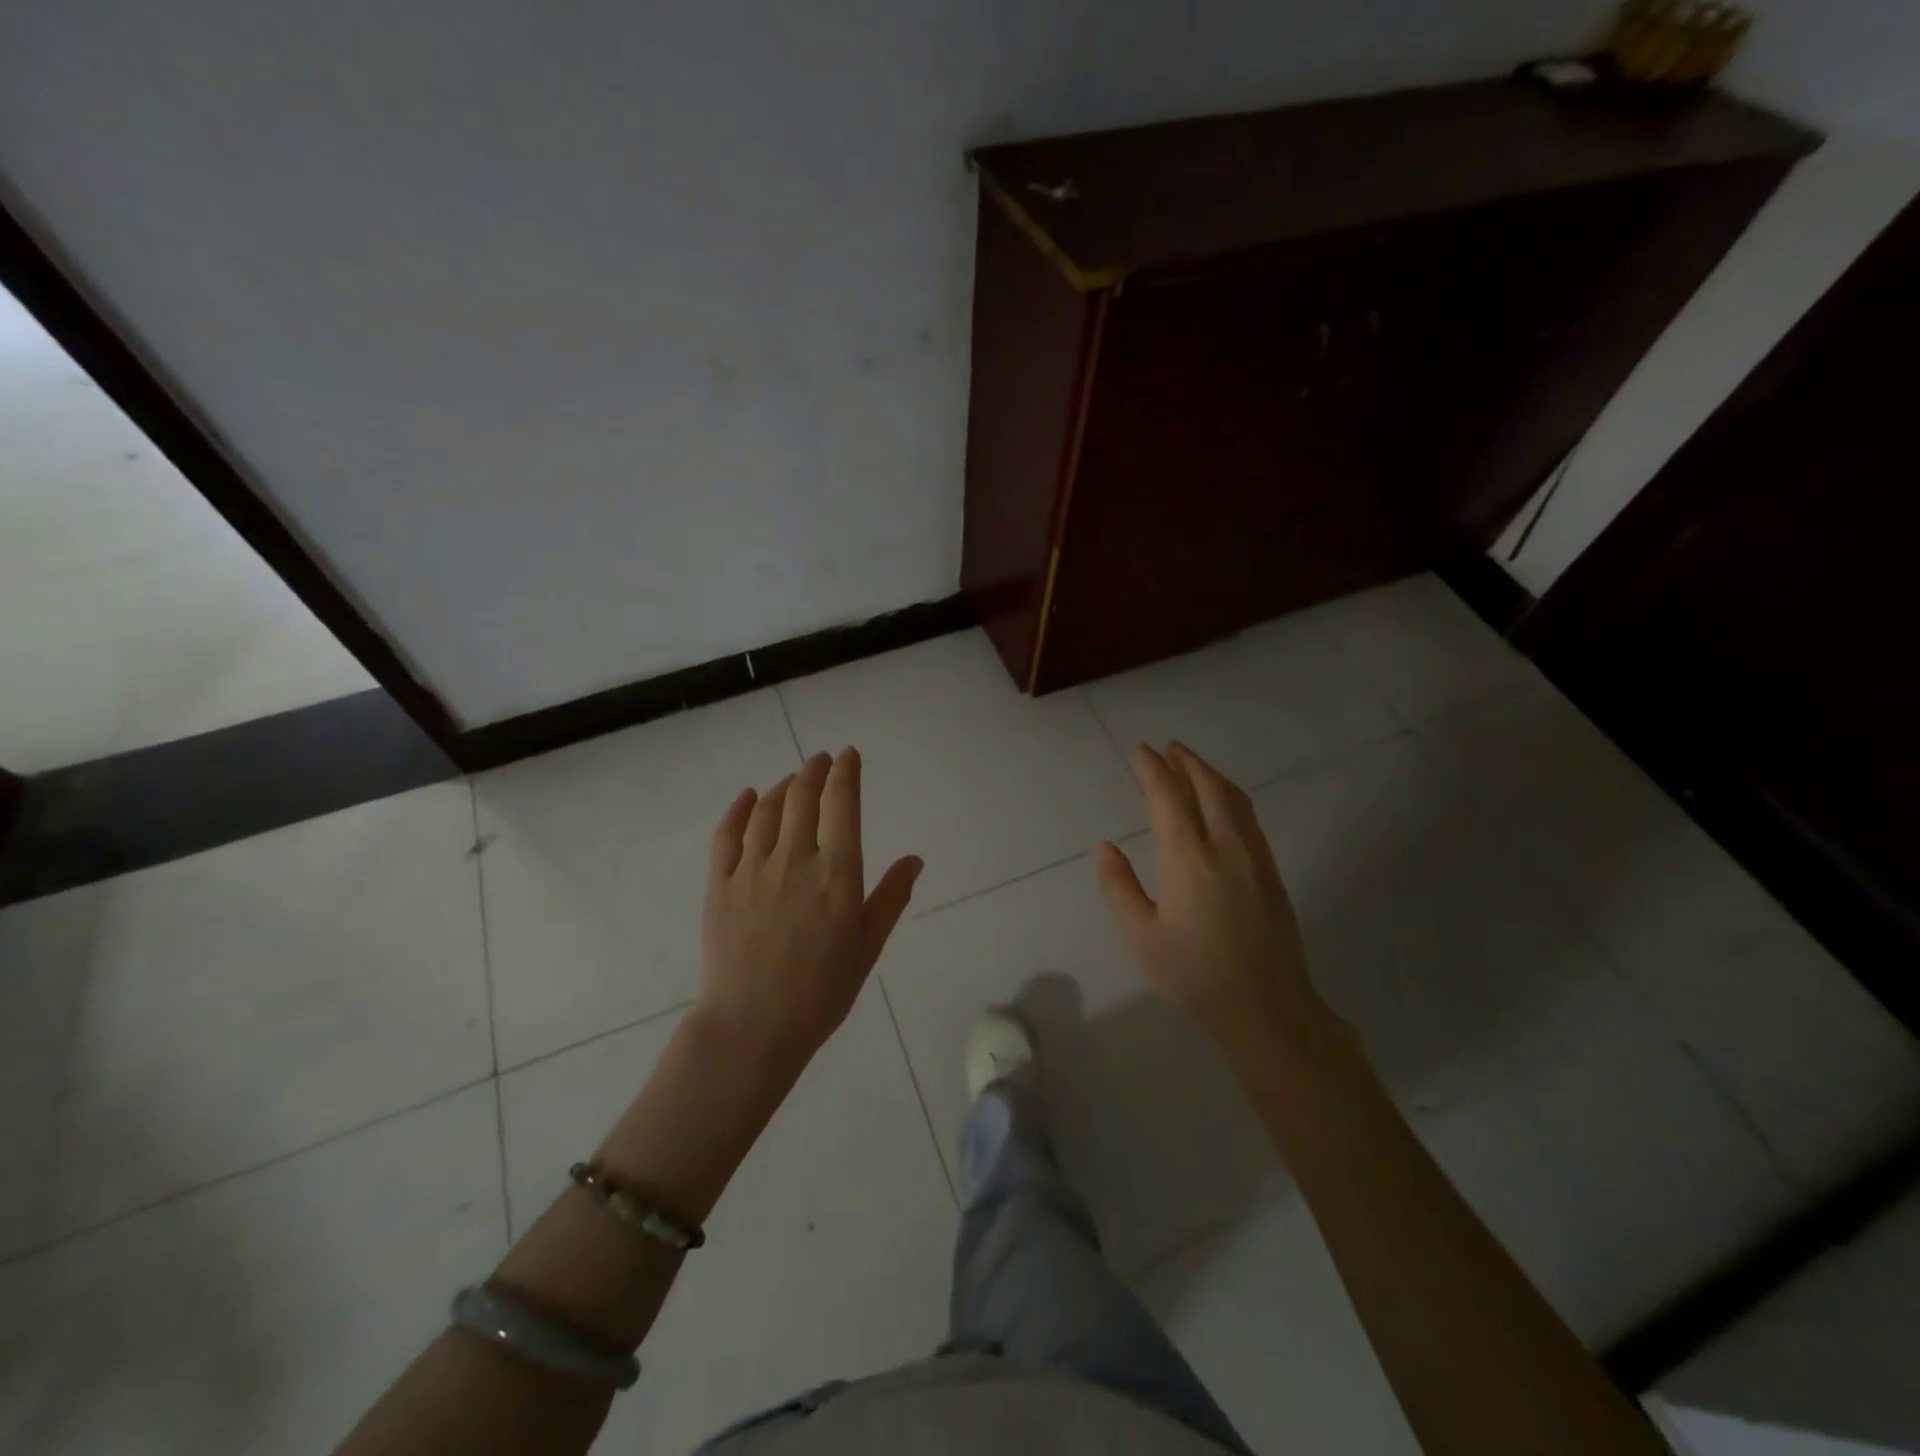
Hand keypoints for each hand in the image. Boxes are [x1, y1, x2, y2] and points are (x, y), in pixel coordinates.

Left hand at [696, 748, 920, 1077]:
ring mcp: (752, 869)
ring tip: (794, 779)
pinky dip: (739, 809)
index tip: (849, 755)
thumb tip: (914, 859)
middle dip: (815, 770)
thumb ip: (891, 898)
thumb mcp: (867, 946)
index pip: (842, 805)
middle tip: (822, 759)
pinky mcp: (719, 884)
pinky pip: (727, 834)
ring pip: (767, 810)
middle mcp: (794, 860)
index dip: (846, 773)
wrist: (752, 1028)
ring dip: (784, 786)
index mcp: (836, 874)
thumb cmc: (821, 992)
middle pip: (803, 797)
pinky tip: (749, 797)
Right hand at [1096, 742, 1327, 1045]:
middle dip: (1186, 762)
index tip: (1140, 751)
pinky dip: (1230, 796)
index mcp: (1187, 858)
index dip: (1153, 770)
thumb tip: (1106, 847)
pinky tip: (1223, 804)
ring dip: (1211, 775)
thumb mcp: (1140, 936)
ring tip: (1192, 765)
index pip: (1168, 797)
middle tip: (1168, 748)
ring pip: (1234, 798)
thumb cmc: (1193, 975)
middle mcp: (1224, 846)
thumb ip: (1119, 886)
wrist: (1267, 1009)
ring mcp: (1254, 857)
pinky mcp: (1272, 872)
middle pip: (1207, 787)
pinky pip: (1248, 817)